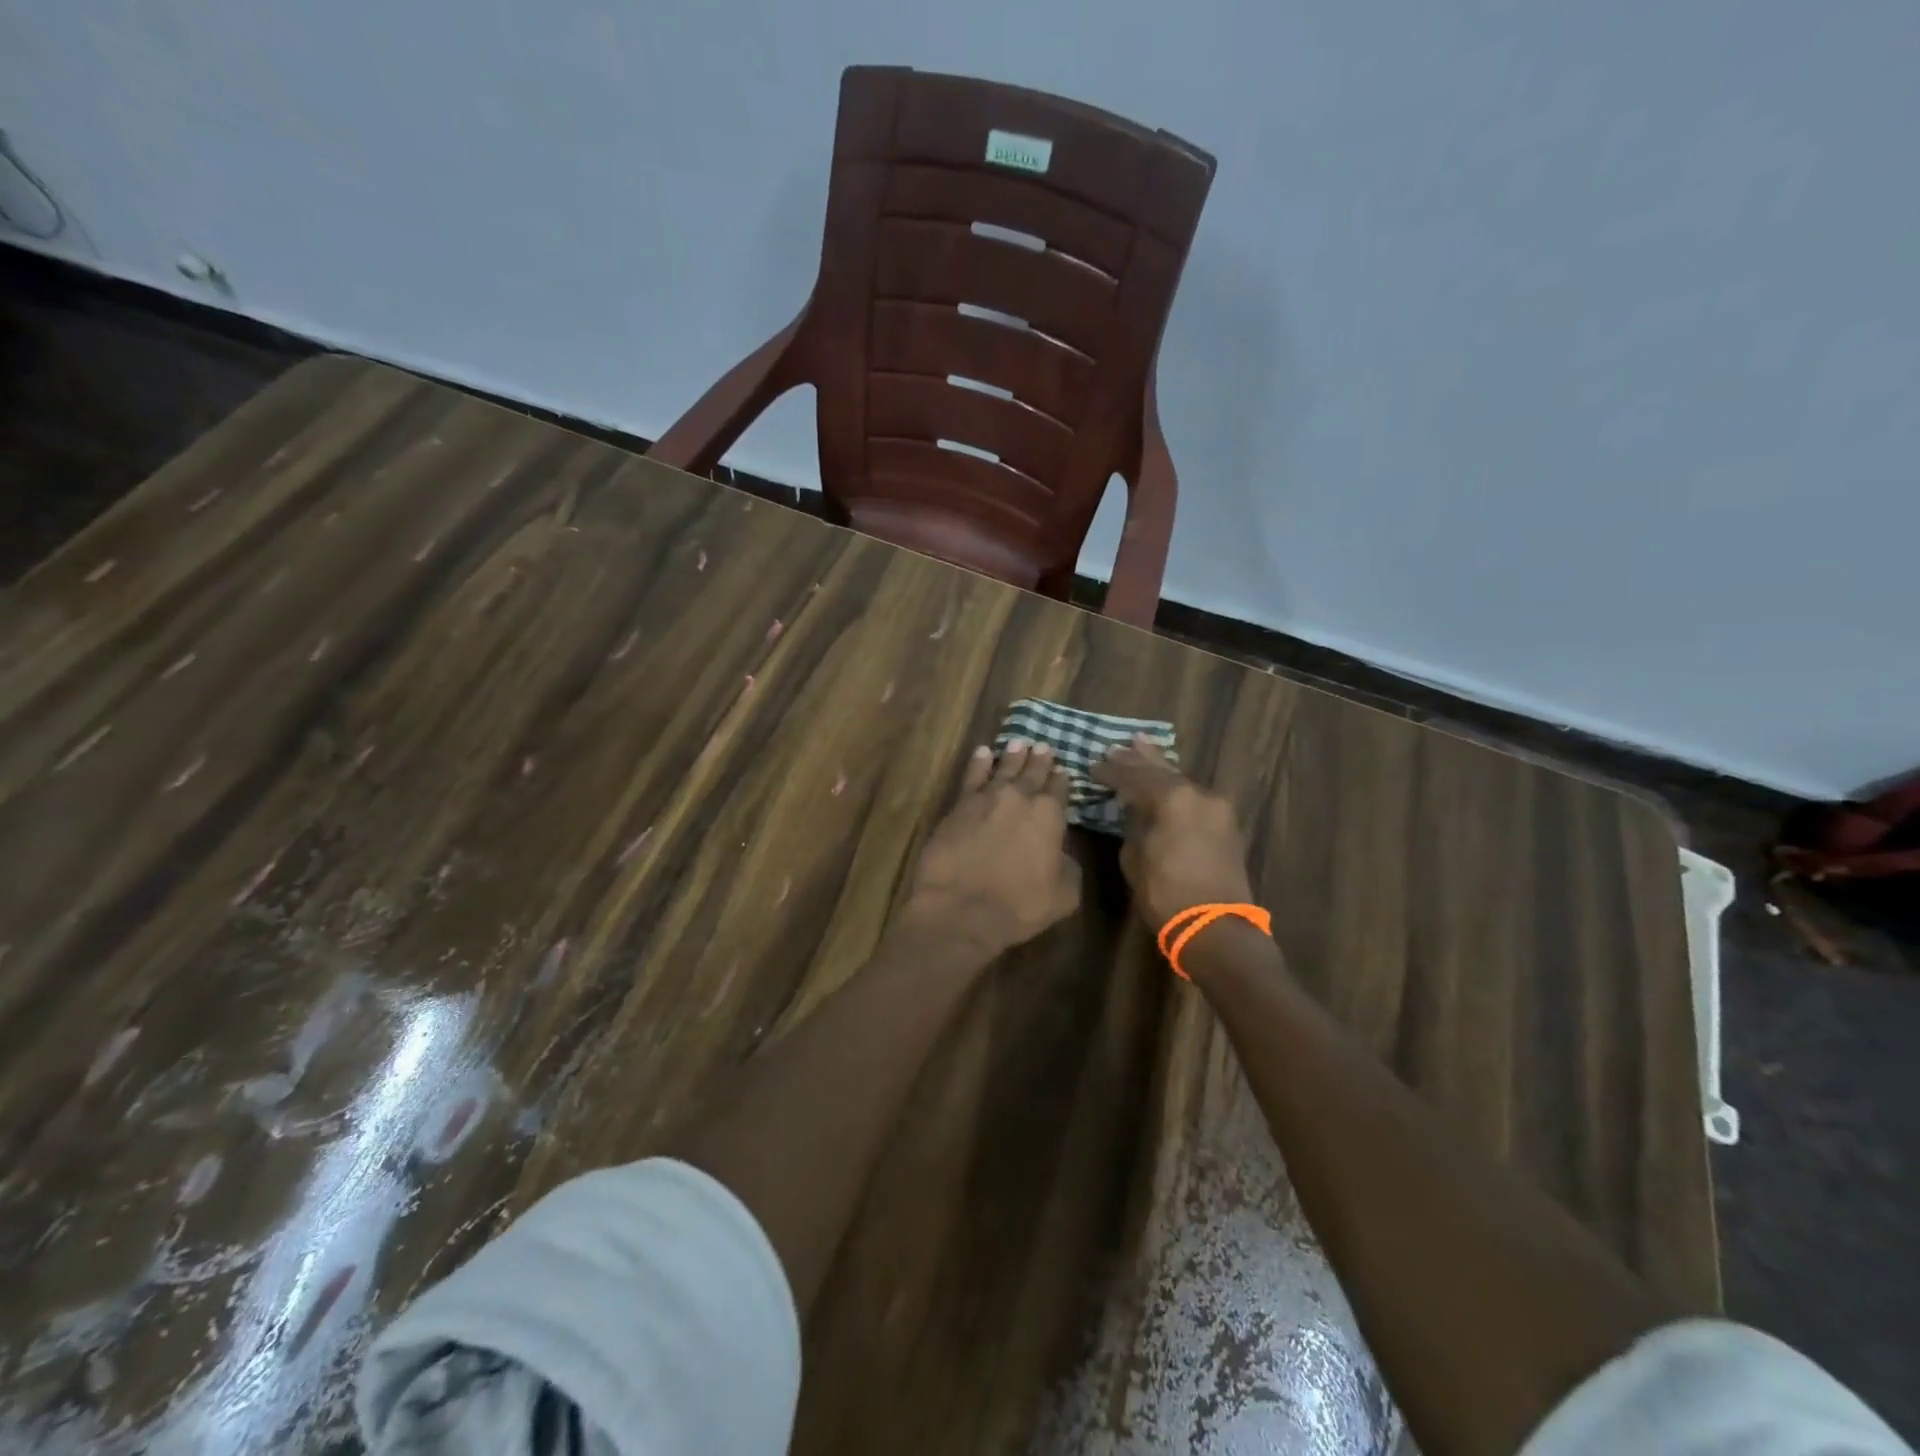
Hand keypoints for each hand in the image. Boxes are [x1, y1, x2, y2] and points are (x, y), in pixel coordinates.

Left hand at [901, 740, 1081, 958]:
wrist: (962, 908)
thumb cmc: (1019, 906)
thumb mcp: (1064, 894)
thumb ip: (1068, 866)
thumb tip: (1061, 853)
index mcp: (1049, 816)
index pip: (1059, 790)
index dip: (1062, 780)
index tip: (1063, 771)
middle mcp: (1020, 798)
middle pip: (1032, 773)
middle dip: (1039, 760)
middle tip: (1043, 746)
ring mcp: (986, 799)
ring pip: (1003, 769)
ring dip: (1012, 756)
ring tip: (1018, 743)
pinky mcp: (958, 806)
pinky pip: (972, 776)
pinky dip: (979, 763)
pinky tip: (982, 753)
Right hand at [1091, 735, 1253, 930]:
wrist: (1216, 928)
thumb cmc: (1166, 894)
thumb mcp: (1135, 857)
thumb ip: (1134, 825)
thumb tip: (1135, 811)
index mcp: (1173, 798)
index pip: (1134, 777)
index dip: (1111, 772)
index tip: (1093, 766)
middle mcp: (1199, 795)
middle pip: (1162, 771)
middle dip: (1137, 759)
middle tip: (1118, 747)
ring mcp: (1217, 809)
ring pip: (1182, 781)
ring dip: (1160, 768)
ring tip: (1142, 746)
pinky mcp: (1226, 826)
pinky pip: (1195, 797)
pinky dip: (1176, 788)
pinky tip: (1166, 782)